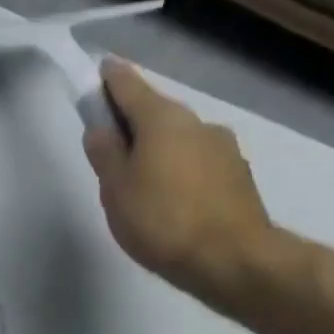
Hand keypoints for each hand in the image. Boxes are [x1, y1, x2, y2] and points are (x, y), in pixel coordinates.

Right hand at [83, 58, 280, 313]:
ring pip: (178, 138)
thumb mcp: (116, 191)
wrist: (231, 259)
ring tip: (140, 183)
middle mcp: (197, 122)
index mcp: (162, 119)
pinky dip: (179, 169)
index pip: (129, 86)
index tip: (96, 75)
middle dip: (132, 122)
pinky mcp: (236, 175)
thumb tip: (100, 129)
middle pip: (156, 112)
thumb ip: (105, 155)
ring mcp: (222, 147)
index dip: (109, 79)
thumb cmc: (162, 221)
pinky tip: (170, 199)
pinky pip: (196, 161)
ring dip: (158, 149)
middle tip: (109, 148)